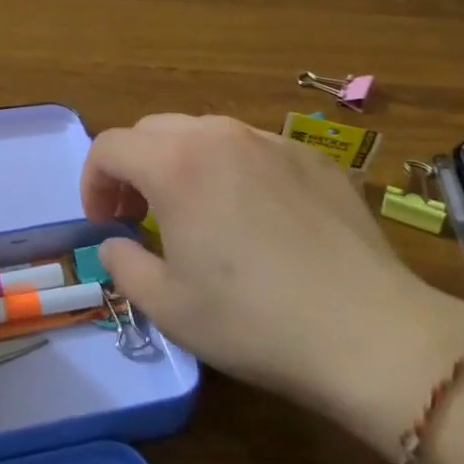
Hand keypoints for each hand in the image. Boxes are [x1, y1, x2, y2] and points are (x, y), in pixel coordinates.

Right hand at [82, 114, 463, 460]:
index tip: (103, 223)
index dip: (93, 182)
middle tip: (138, 215)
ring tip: (196, 213)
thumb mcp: (168, 306)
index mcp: (175, 164)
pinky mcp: (314, 157)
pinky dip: (233, 170)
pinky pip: (254, 149)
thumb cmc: (253, 321)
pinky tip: (256, 219)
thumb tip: (115, 242)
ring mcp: (271, 141)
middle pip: (153, 131)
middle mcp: (219, 136)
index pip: (110, 147)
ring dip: (181, 164)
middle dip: (134, 168)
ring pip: (204, 134)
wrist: (371, 333)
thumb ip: (123, 264)